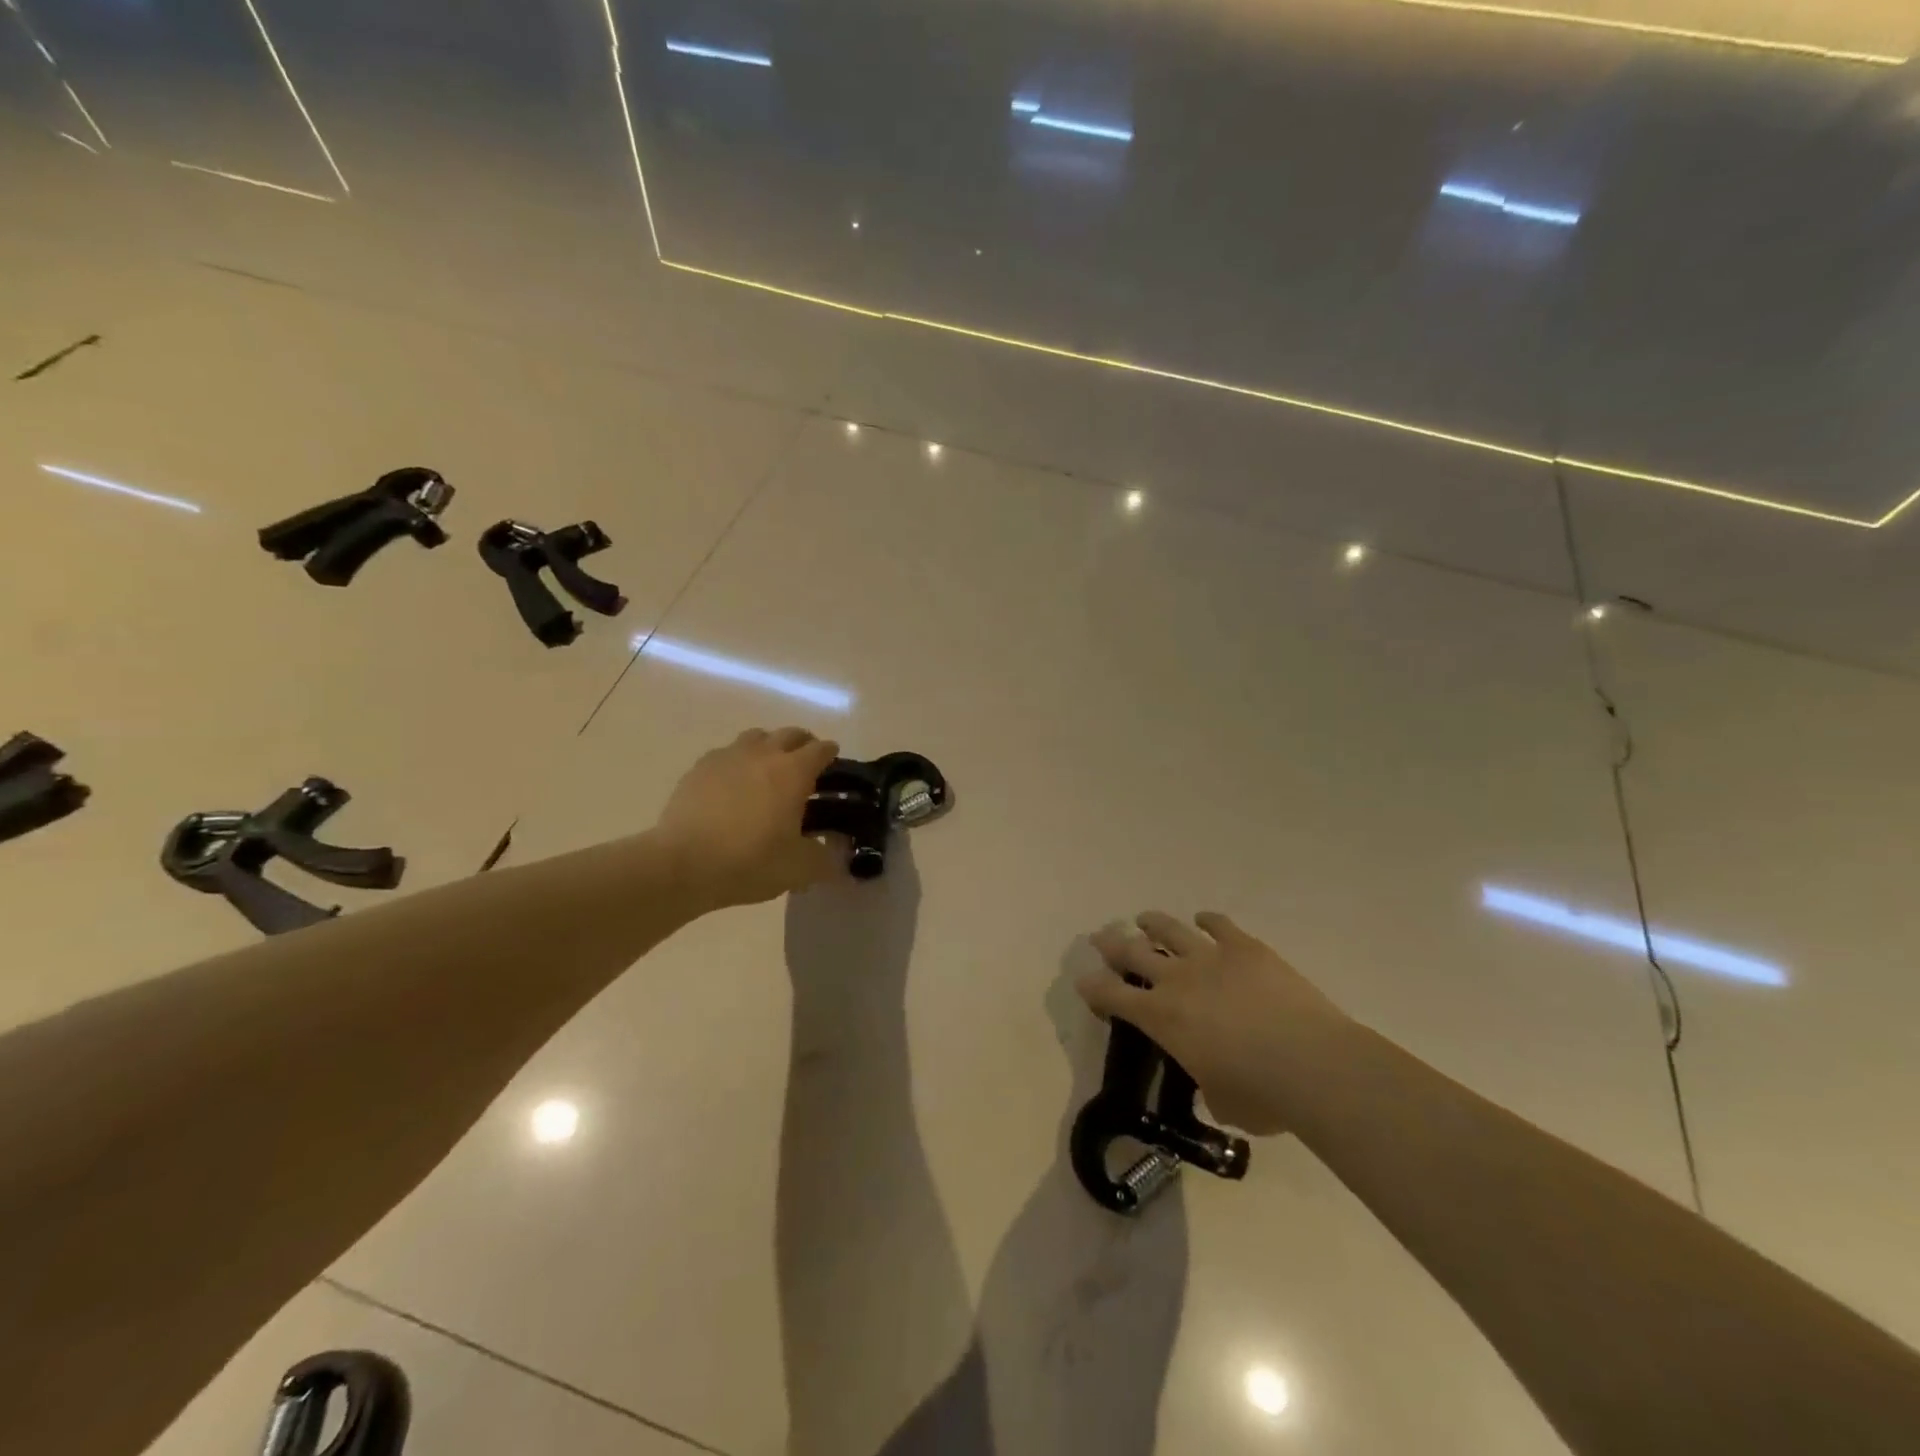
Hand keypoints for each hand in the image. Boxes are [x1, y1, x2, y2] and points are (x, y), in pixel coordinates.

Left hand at [657, 727, 841, 910]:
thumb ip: (826, 860)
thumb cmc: (749, 861)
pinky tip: (732, 786)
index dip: (831, 755)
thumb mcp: (799, 869)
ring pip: (756, 737)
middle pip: (790, 734)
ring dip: (768, 747)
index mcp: (793, 771)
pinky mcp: (698, 768)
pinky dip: (737, 763)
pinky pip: (726, 754)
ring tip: (768, 772)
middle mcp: (763, 754)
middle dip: (802, 745)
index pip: (821, 749)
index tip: (833, 766)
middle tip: (805, 767)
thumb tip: (839, 858)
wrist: (682, 864)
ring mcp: (727, 756)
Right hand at [1078, 912, 1349, 1136]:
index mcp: (1161, 1018)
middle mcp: (1176, 979)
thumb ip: (1207, 1084)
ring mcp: (1211, 957)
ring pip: (1170, 929)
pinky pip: (1220, 925)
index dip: (1094, 988)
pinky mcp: (1245, 948)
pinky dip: (1209, 920)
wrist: (1311, 1064)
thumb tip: (1215, 1082)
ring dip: (1153, 923)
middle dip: (1111, 944)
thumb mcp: (1220, 1100)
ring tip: (1144, 919)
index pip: (1112, 997)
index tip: (1084, 981)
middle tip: (1100, 938)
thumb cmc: (1261, 1096)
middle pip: (1132, 952)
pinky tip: (1204, 919)